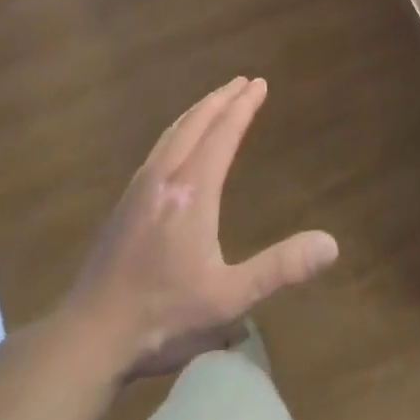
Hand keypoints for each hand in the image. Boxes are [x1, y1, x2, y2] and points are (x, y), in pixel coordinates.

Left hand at [59, 77, 338, 381]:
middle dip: (221, 100)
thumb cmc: (163, 317)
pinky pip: (158, 148)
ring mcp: (139, 189)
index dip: (243, 107)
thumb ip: (279, 268)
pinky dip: (177, 130)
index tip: (259, 83)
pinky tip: (176, 145)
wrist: (88, 338)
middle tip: (243, 82)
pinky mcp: (124, 204)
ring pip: (172, 133)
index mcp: (192, 191)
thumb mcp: (229, 299)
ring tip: (215, 102)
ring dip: (198, 112)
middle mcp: (165, 178)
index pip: (223, 134)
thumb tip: (331, 244)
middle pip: (195, 124)